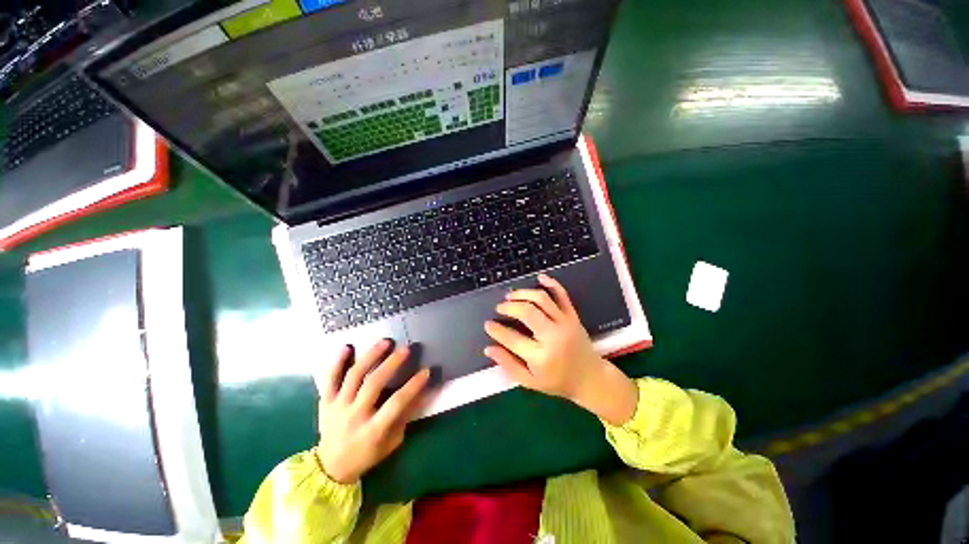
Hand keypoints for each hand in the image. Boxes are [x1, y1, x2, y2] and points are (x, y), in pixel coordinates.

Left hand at [313, 340, 429, 483]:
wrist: (330, 467)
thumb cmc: (366, 454)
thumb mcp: (391, 442)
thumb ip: (404, 417)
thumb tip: (421, 393)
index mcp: (372, 430)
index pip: (396, 403)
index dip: (413, 386)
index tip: (426, 371)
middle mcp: (354, 416)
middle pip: (373, 384)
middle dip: (392, 364)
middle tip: (406, 349)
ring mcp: (337, 407)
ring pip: (354, 376)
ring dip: (371, 356)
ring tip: (385, 342)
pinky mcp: (325, 402)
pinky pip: (329, 379)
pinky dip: (337, 362)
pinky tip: (347, 346)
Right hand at [483, 274, 637, 425]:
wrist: (590, 378)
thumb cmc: (557, 382)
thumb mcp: (530, 381)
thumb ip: (508, 364)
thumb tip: (488, 348)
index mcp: (541, 357)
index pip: (512, 338)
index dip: (496, 330)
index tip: (488, 324)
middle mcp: (553, 336)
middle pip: (527, 312)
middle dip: (509, 307)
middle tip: (499, 308)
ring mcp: (565, 323)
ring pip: (542, 299)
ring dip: (523, 293)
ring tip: (510, 296)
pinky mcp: (573, 315)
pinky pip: (562, 295)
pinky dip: (551, 283)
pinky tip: (540, 277)